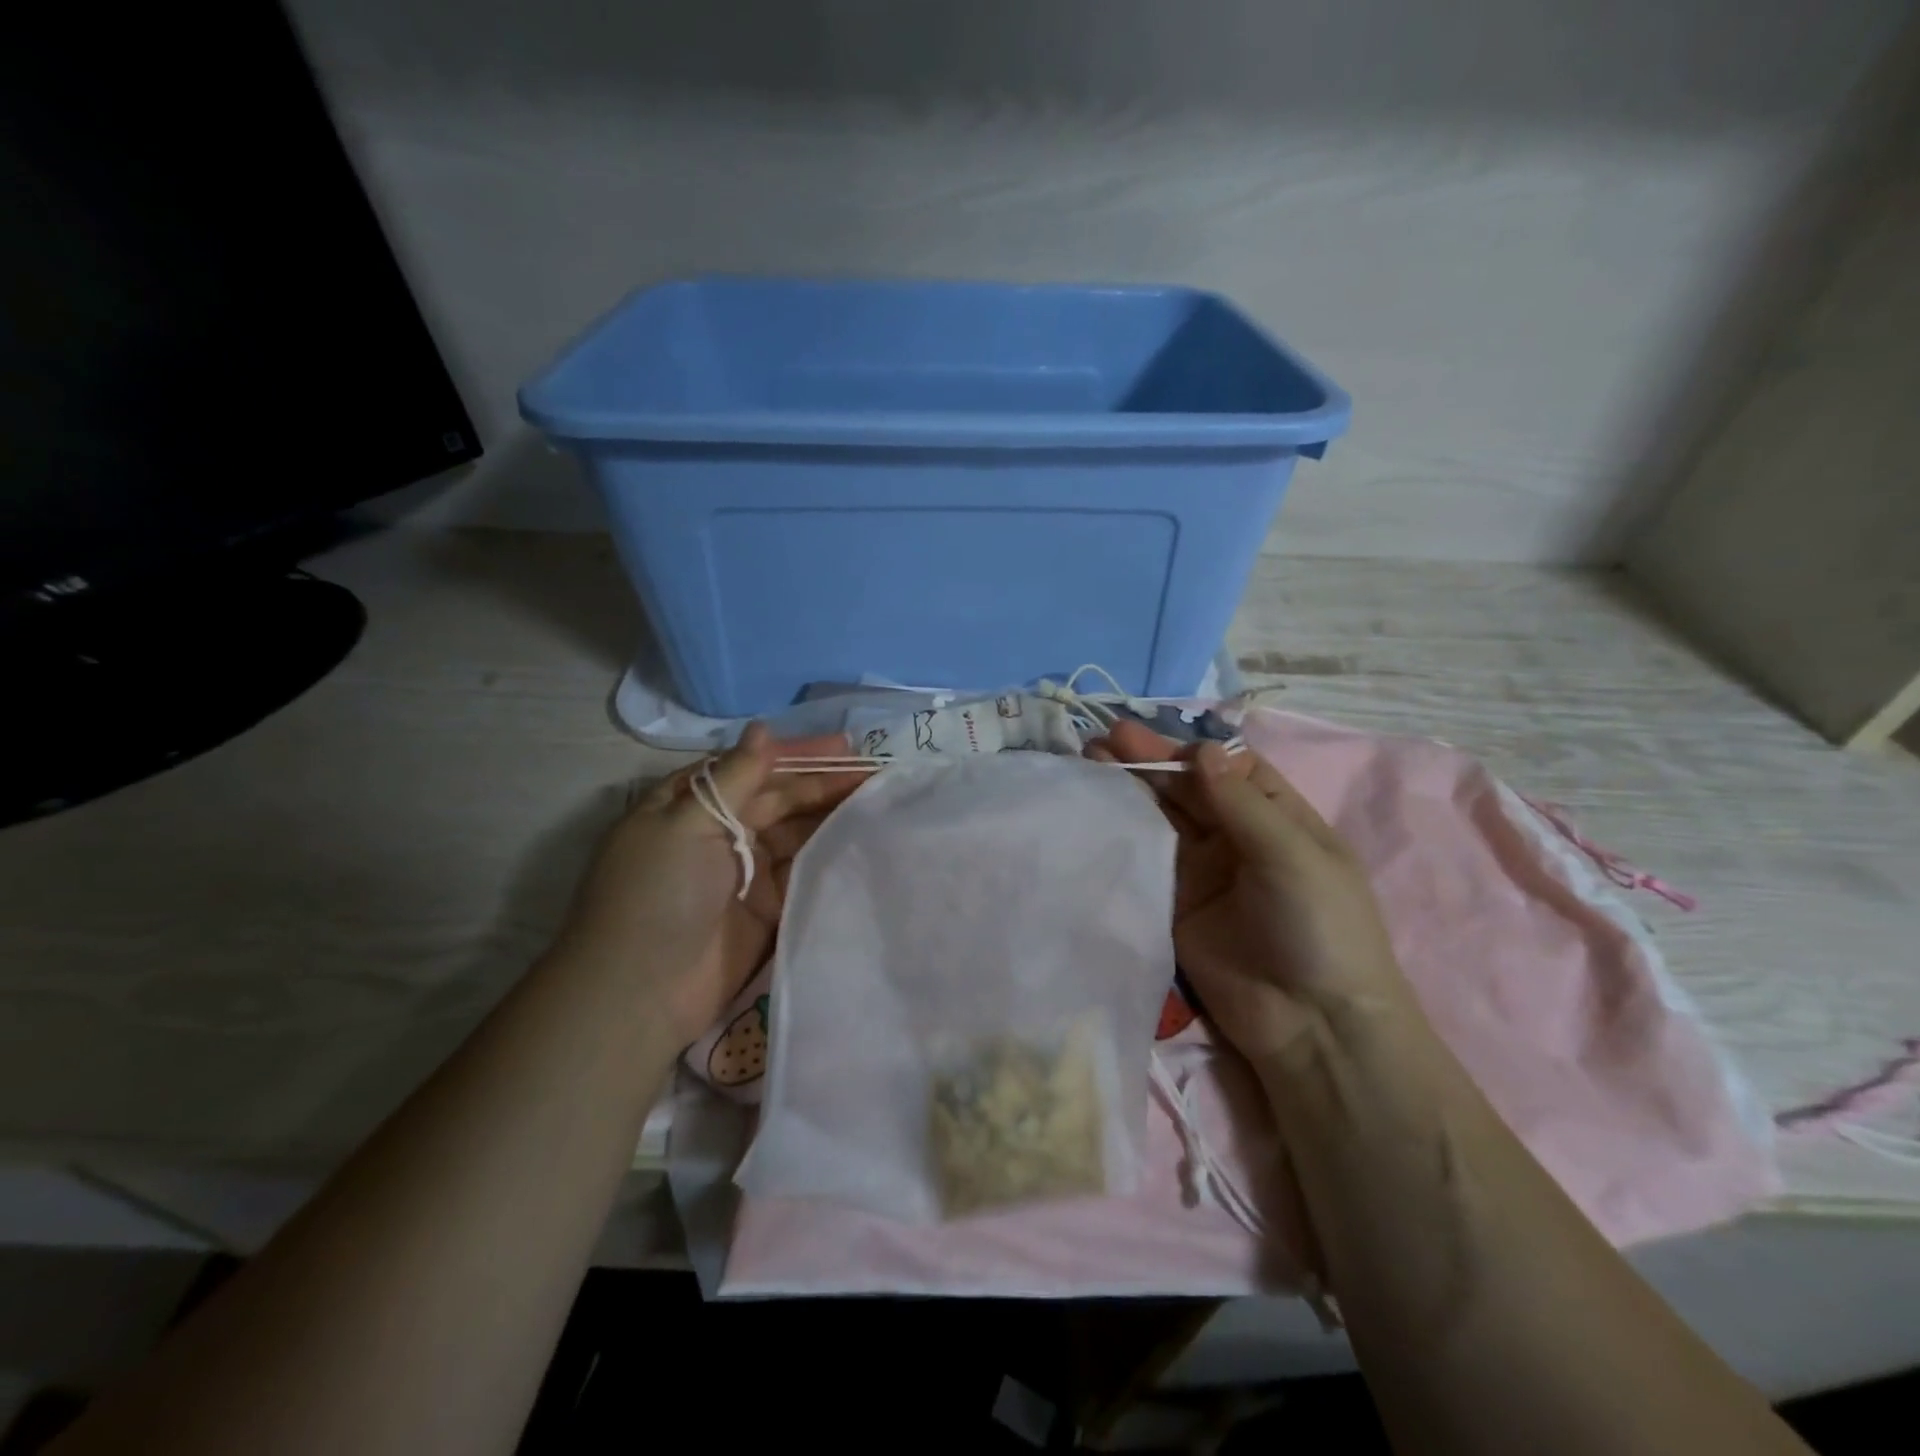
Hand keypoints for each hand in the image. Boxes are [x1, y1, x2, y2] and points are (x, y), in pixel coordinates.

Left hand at [551, 725, 865, 1046]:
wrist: (640, 992)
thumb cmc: (658, 894)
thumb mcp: (689, 824)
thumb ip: (735, 778)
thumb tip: (762, 728)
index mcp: (692, 804)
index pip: (753, 767)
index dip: (798, 755)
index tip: (844, 746)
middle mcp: (720, 833)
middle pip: (780, 799)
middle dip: (824, 784)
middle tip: (876, 772)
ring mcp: (745, 872)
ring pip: (797, 834)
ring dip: (832, 817)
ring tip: (879, 801)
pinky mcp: (767, 908)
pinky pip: (803, 873)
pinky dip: (830, 857)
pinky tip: (863, 842)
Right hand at [1088, 722, 1414, 1070]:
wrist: (1310, 1024)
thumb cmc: (1319, 927)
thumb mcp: (1291, 854)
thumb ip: (1240, 803)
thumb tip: (1202, 749)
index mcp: (1276, 816)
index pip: (1228, 768)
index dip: (1190, 750)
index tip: (1151, 738)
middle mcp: (1235, 837)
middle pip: (1188, 788)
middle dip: (1150, 762)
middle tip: (1105, 738)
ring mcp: (1201, 871)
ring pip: (1161, 818)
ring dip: (1130, 789)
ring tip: (1089, 759)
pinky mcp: (1172, 903)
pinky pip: (1145, 859)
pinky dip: (1121, 833)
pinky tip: (1096, 810)